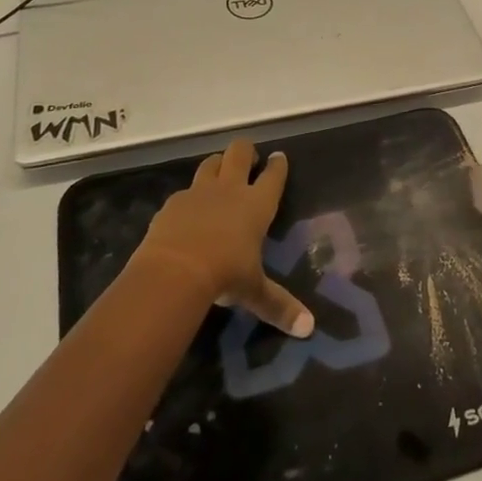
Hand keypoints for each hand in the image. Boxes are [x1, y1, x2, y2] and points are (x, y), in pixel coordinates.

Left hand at [133, 139, 314, 337]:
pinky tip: (187, 211)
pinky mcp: (173, 202)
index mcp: (257, 205)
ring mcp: (199, 192)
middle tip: (248, 160)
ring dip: (217, 165)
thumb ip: (279, 306)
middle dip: (246, 152)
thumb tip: (309, 328)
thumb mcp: (254, 292)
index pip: (273, 176)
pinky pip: (184, 191)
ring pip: (211, 163)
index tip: (279, 157)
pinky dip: (189, 198)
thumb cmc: (225, 274)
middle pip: (239, 153)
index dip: (277, 165)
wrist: (174, 270)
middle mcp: (230, 190)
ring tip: (220, 174)